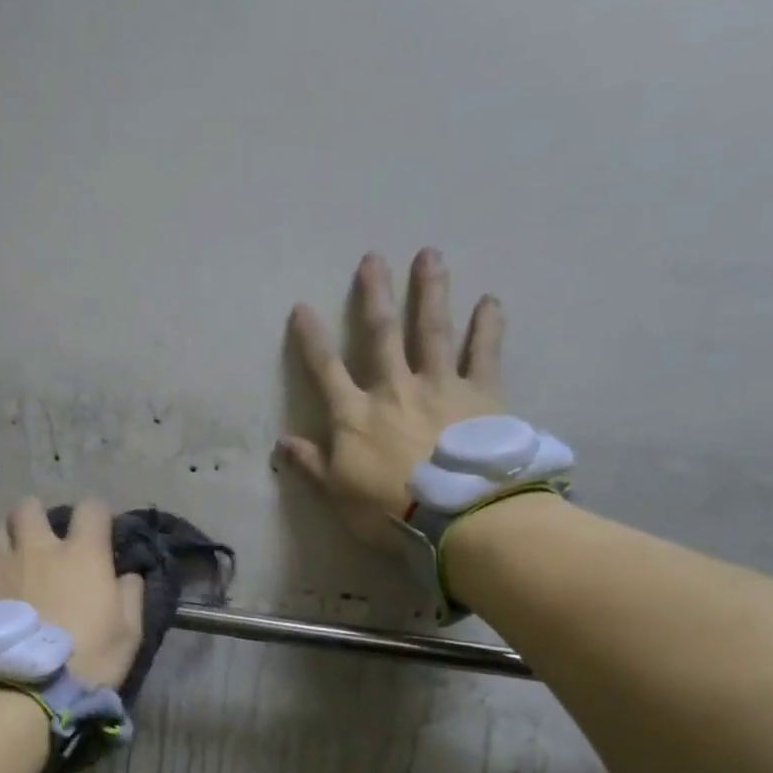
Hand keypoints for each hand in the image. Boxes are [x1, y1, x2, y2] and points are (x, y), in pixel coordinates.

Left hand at [0, 498, 144, 687]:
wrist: (18, 692)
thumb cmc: (84, 661)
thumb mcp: (128, 634)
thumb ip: (130, 595)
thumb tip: (128, 574)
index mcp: (81, 554)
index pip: (90, 508)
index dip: (96, 515)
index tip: (98, 533)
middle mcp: (37, 548)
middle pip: (30, 508)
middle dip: (39, 517)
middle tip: (45, 541)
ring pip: (0, 530)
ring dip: (11, 539)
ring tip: (16, 563)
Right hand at [279, 249, 508, 551]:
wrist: (459, 515)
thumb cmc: (390, 511)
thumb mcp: (339, 494)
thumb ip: (313, 464)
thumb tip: (282, 443)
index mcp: (355, 415)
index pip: (325, 370)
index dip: (311, 339)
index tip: (301, 307)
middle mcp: (394, 389)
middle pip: (381, 335)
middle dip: (374, 296)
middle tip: (373, 258)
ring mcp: (439, 387)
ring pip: (432, 330)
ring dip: (430, 292)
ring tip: (429, 256)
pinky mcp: (481, 395)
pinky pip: (484, 354)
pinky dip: (488, 327)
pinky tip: (491, 300)